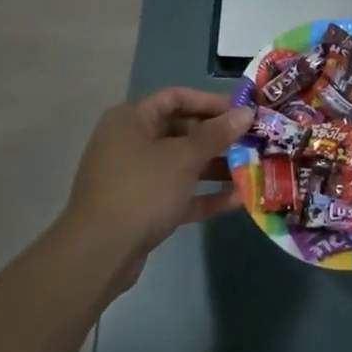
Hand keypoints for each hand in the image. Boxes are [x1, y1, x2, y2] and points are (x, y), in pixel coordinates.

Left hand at [58, 88, 250, 274]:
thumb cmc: (141, 190)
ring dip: (216, 167)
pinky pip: (178, 193)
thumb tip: (246, 113)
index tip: (242, 112)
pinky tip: (238, 200)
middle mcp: (130, 142)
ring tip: (251, 169)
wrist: (99, 253)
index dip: (210, 102)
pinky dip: (204, 195)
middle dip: (218, 137)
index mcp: (131, 120)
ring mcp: (135, 177)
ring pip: (181, 164)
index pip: (175, 98)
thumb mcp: (183, 158)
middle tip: (252, 142)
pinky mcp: (142, 207)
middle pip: (180, 130)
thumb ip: (217, 134)